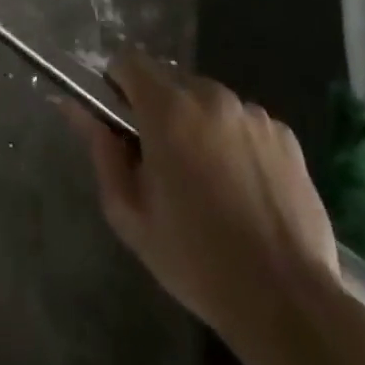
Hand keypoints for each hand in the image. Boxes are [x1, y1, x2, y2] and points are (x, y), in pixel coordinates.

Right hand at [62, 52, 339, 337]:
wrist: (287, 303)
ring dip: (199, 124)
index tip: (122, 122)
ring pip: (209, 101)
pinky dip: (236, 141)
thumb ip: (100, 151)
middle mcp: (209, 95)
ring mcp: (251, 112)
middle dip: (160, 109)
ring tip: (210, 180)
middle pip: (170, 80)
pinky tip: (244, 188)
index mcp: (167, 108)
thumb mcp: (130, 215)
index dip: (118, 85)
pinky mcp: (284, 133)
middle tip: (164, 162)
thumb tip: (76, 108)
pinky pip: (245, 122)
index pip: (128, 60)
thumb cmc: (197, 260)